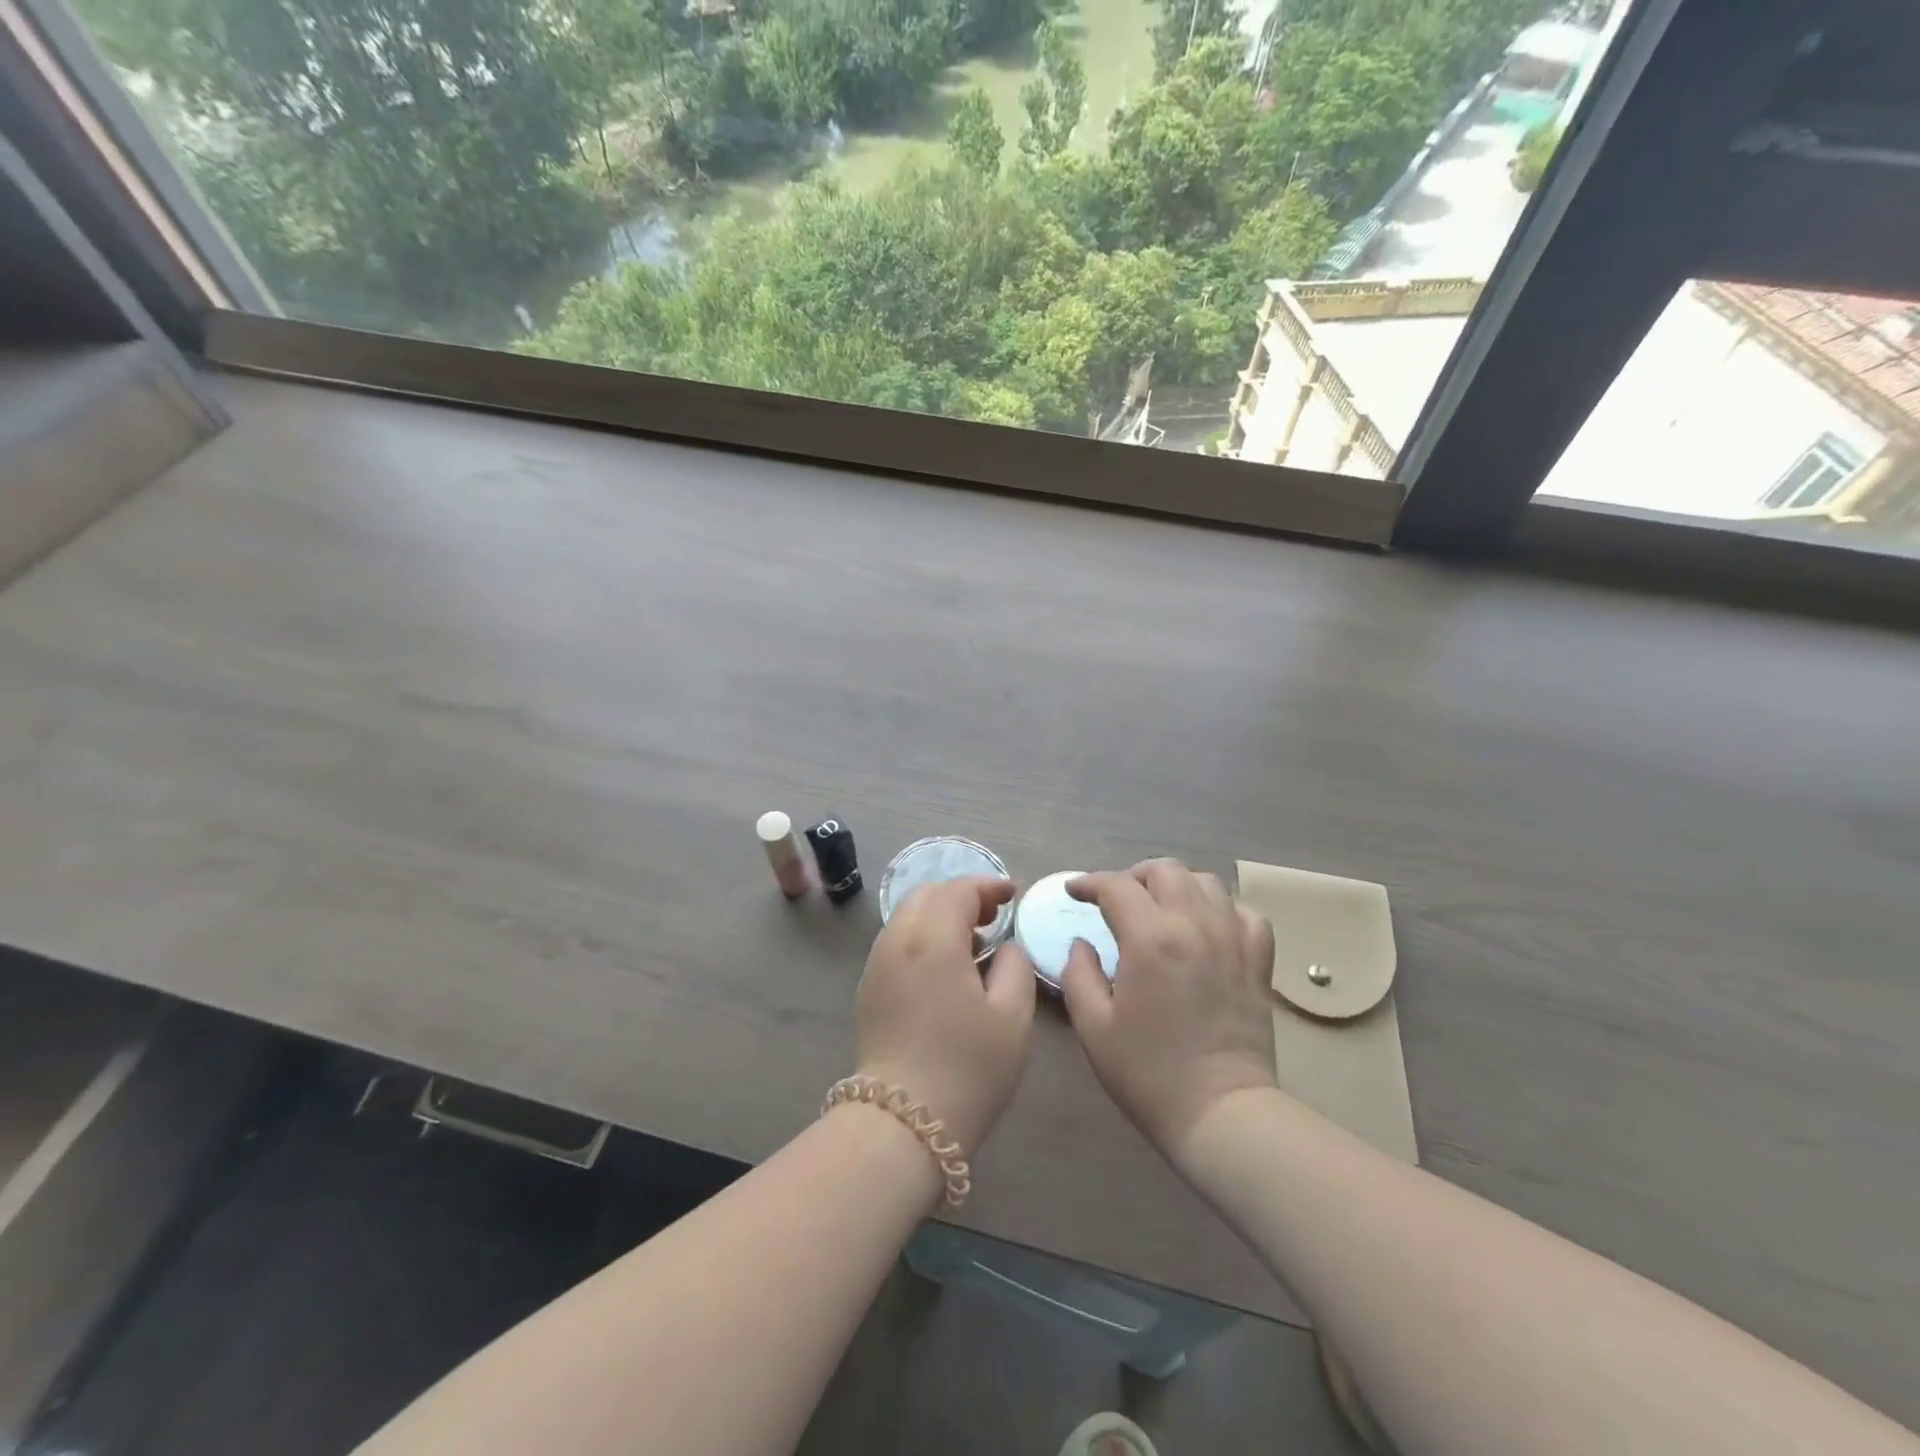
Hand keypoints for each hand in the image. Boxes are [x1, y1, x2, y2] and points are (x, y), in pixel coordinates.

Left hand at [854, 876, 1035, 1155]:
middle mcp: (897, 941)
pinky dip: (923, 936)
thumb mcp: (1012, 1017)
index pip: (959, 890)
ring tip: (974, 944)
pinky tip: (946, 968)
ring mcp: (877, 964)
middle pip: (927, 895)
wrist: (902, 1123)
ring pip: (908, 917)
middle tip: (994, 917)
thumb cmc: (967, 1068)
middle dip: (962, 896)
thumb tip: (1005, 947)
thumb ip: (1015, 966)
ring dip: (940, 916)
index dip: (988, 886)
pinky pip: (897, 942)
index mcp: (932, 939)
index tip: (1013, 895)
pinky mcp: (868, 987)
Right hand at [1062, 859, 1276, 1164]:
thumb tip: (1082, 943)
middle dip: (1133, 877)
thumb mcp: (1094, 1027)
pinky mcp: (1258, 961)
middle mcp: (1194, 925)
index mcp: (1150, 938)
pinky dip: (1221, 910)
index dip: (1089, 883)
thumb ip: (1079, 974)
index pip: (1116, 886)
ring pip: (1206, 883)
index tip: (1075, 893)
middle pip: (1164, 870)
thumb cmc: (1148, 1073)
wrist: (1221, 1114)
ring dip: (1176, 886)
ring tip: (1160, 909)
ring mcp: (1233, 940)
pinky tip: (1207, 928)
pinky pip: (1244, 913)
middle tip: (1116, 901)